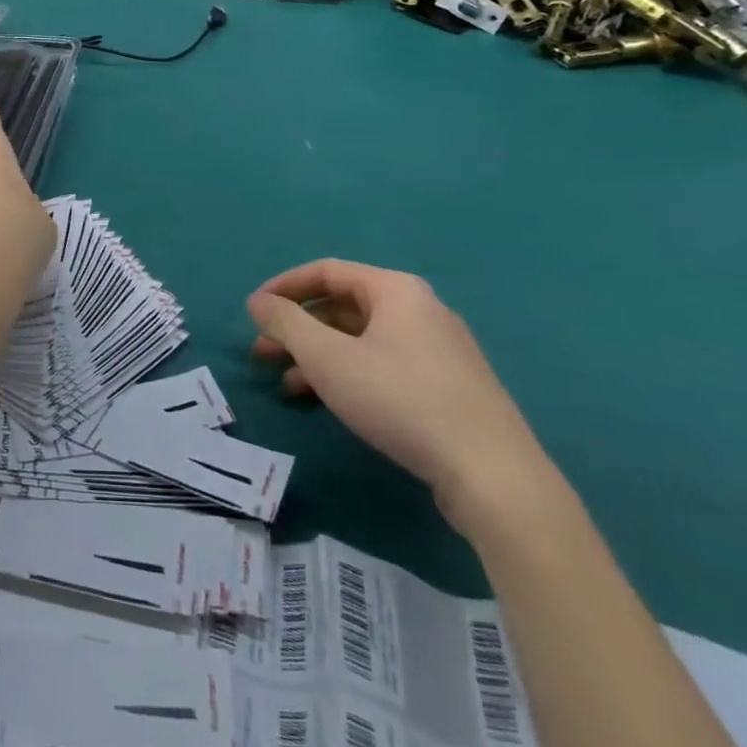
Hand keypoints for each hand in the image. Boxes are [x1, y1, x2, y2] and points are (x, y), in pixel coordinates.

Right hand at [248, 260, 556, 538]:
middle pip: (344, 306)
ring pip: (362, 339)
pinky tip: (330, 402)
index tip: (253, 312)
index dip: (283, 287)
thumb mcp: (328, 359)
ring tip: (287, 384)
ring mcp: (439, 349)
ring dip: (319, 355)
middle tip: (262, 354)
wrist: (493, 475)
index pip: (326, 271)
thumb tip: (258, 302)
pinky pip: (384, 363)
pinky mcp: (449, 386)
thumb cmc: (400, 400)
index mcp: (395, 289)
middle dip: (298, 328)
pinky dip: (350, 373)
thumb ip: (286, 324)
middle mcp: (420, 309)